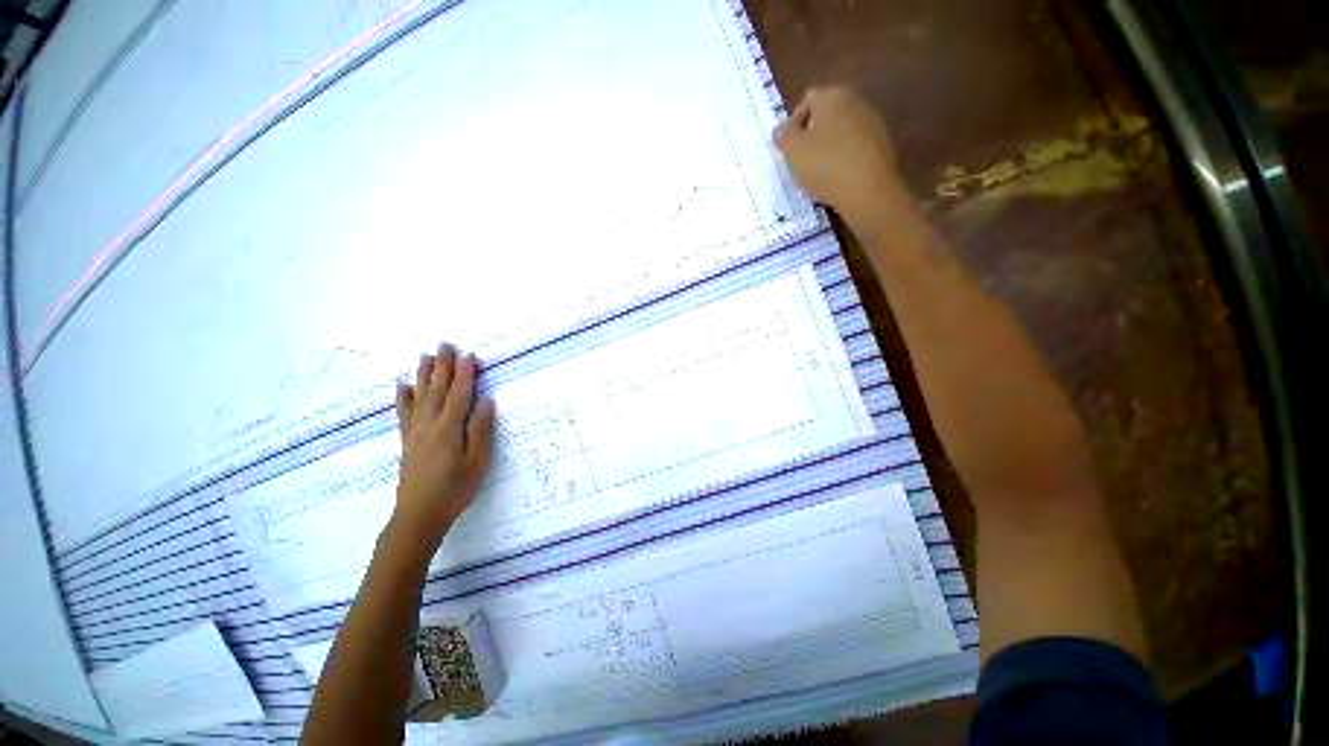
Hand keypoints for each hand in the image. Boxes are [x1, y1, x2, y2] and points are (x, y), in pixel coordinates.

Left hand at [390, 343, 495, 555]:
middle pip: (437, 390)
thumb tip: (487, 402)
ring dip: (424, 375)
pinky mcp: (407, 441)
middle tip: (445, 344)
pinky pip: (405, 413)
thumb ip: (481, 430)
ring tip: (425, 356)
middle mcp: (429, 425)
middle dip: (442, 366)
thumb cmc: (454, 489)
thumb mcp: (477, 462)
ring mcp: (415, 432)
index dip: (465, 374)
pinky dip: (404, 397)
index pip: (459, 394)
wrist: (418, 516)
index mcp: (449, 429)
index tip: (470, 354)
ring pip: (420, 397)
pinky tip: (403, 386)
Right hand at [774, 86, 904, 223]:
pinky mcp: (882, 143)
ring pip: (840, 132)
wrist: (868, 190)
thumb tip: (781, 129)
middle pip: (825, 115)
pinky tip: (838, 178)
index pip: (806, 101)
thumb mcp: (793, 151)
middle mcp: (855, 100)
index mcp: (832, 95)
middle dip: (812, 135)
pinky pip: (854, 147)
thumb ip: (784, 135)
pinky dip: (844, 158)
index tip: (790, 150)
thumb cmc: (825, 166)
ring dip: (828, 148)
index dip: (794, 125)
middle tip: (802, 162)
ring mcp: (872, 121)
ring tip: (820, 173)